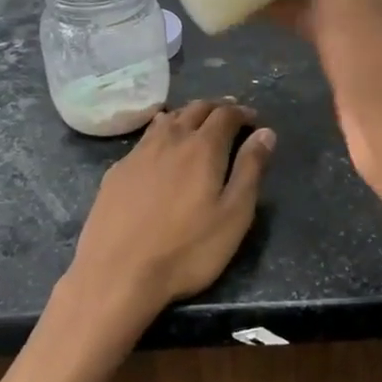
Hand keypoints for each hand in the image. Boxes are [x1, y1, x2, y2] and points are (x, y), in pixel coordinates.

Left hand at [64, 100, 275, 327]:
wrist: (117, 273)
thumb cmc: (187, 250)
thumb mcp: (233, 215)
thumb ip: (250, 170)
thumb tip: (265, 133)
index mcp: (203, 148)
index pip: (225, 115)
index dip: (241, 112)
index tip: (252, 118)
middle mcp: (170, 140)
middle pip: (195, 109)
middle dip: (215, 108)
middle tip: (228, 115)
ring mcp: (138, 153)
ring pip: (167, 119)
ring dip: (187, 116)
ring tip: (196, 124)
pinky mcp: (116, 171)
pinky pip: (144, 139)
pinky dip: (161, 133)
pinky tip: (160, 147)